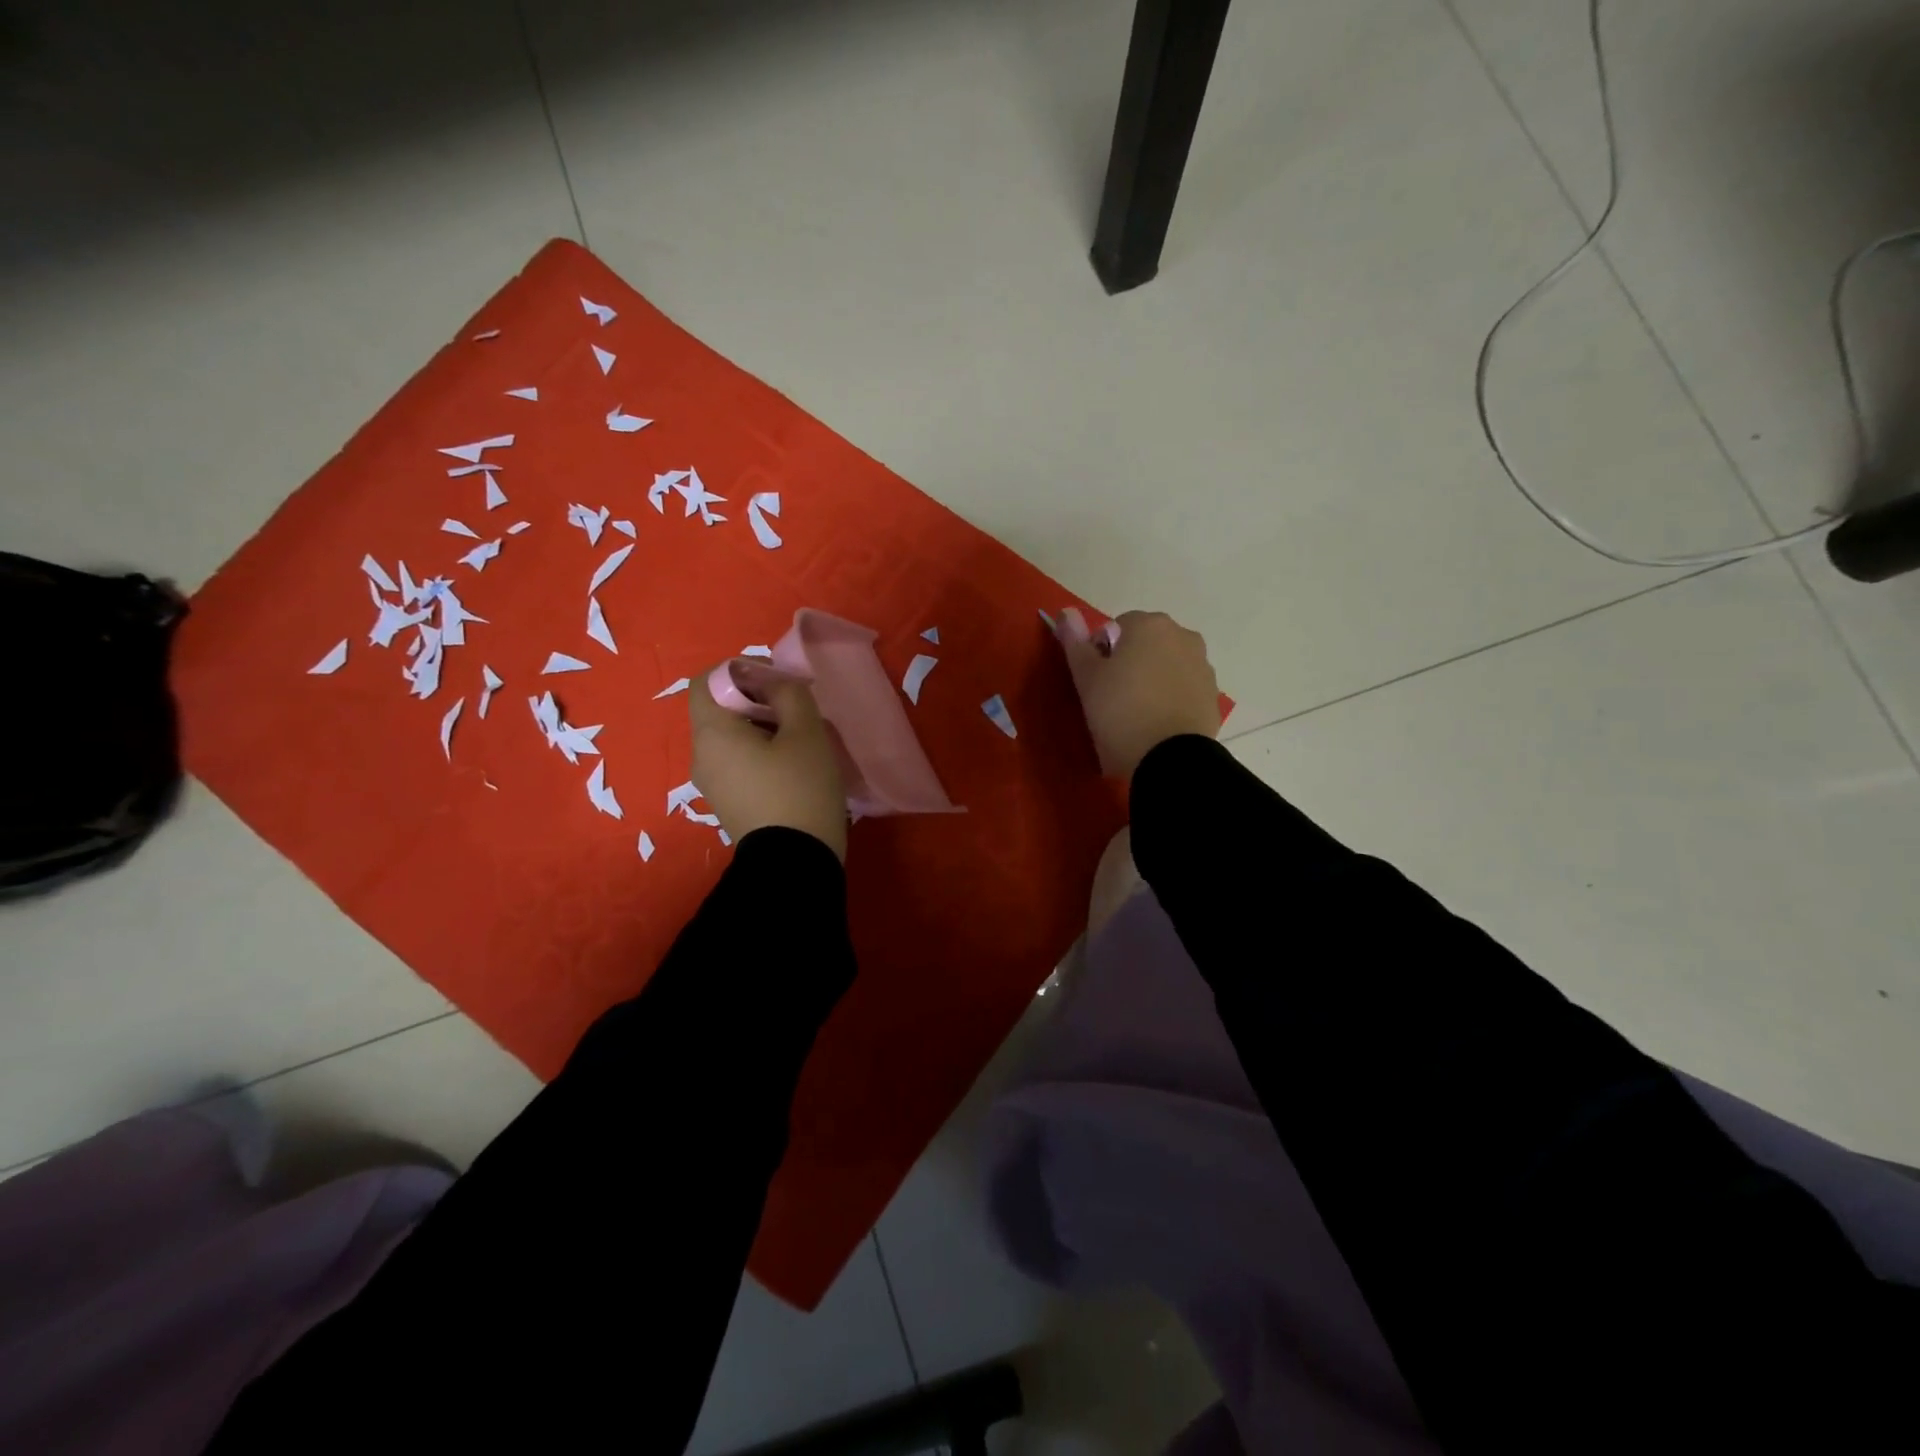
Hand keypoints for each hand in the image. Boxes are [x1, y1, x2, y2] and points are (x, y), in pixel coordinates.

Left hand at [688, 664, 847, 859]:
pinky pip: (737, 764)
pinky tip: (792, 768)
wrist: (795, 864)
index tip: (775, 680)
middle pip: (719, 710)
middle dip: (755, 700)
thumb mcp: (805, 732)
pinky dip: (759, 754)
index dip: (739, 670)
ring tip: (799, 739)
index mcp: (712, 733)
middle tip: (795, 709)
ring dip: (761, 728)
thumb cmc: (800, 789)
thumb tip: (772, 683)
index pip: (706, 680)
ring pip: (730, 739)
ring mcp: (711, 784)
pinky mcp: (728, 804)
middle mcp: (701, 756)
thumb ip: (788, 693)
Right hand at [1056, 608, 1218, 780]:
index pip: (1118, 626)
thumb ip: (1075, 641)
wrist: (1169, 758)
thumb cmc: (1120, 712)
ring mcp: (1203, 666)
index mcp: (1150, 625)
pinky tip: (1157, 724)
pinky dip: (1171, 698)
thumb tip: (1066, 611)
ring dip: (1153, 679)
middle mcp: (1183, 636)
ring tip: (1137, 713)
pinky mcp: (1212, 696)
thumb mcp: (1087, 678)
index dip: (1102, 651)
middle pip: (1147, 643)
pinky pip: (1184, 689)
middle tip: (1113, 696)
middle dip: (1131, 662)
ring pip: (1168, 665)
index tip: (1096, 680)